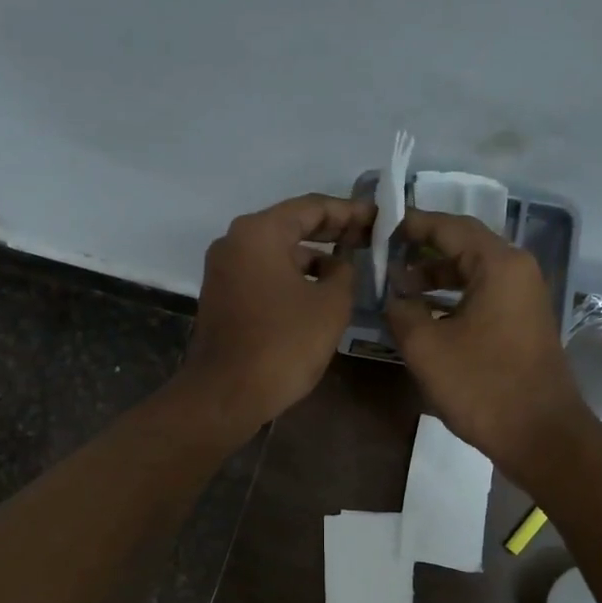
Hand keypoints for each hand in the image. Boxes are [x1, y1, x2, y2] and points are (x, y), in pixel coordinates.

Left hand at [179, 194, 374, 438]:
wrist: (226, 395)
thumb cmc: (283, 345)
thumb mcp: (330, 305)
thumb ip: (345, 273)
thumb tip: (342, 264)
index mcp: (258, 232)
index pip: (312, 207)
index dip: (350, 212)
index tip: (379, 218)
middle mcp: (234, 242)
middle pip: (291, 226)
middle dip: (332, 232)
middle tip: (369, 238)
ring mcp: (223, 270)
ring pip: (277, 252)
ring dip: (313, 258)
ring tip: (351, 268)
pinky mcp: (222, 296)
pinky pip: (264, 274)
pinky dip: (292, 277)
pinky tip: (320, 292)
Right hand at [384, 210, 589, 479]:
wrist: (540, 434)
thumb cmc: (482, 385)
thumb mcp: (426, 347)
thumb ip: (401, 311)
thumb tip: (394, 297)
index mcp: (498, 264)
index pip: (450, 227)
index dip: (413, 225)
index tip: (381, 228)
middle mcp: (517, 271)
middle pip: (464, 245)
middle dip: (423, 250)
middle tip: (385, 258)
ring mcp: (524, 297)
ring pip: (474, 272)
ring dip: (436, 277)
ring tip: (399, 289)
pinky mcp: (523, 322)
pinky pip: (484, 294)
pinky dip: (454, 298)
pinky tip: (426, 315)